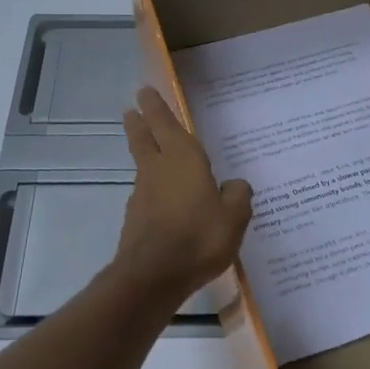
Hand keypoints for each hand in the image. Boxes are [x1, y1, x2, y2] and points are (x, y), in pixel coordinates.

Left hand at [115, 87, 253, 298]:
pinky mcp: (136, 219)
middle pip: (144, 138)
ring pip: (143, 165)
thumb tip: (235, 185)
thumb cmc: (199, 237)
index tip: (144, 92)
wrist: (153, 276)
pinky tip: (164, 203)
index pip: (165, 123)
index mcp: (183, 159)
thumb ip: (238, 196)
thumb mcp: (234, 217)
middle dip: (139, 122)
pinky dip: (153, 190)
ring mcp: (142, 195)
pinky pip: (146, 195)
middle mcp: (158, 169)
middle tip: (131, 110)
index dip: (155, 106)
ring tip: (152, 154)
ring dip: (143, 154)